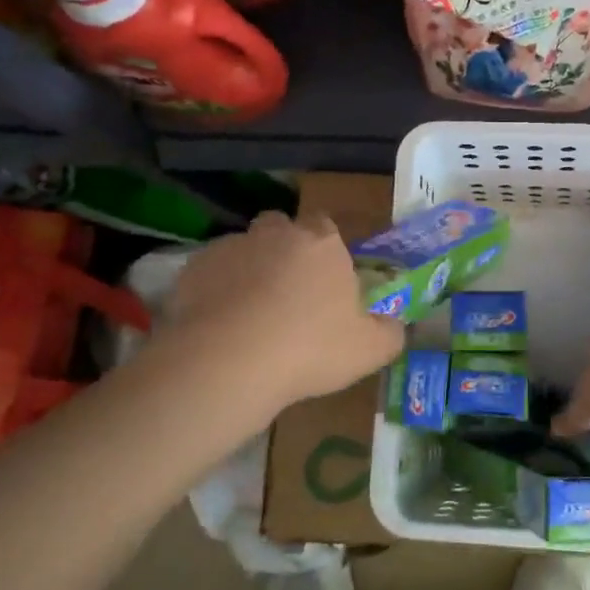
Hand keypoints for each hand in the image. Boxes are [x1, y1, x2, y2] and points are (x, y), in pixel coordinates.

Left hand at [165, 211, 404, 408]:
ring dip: (249, 270)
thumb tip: (396, 325)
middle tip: (287, 294)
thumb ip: (390, 332)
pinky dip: (216, 291)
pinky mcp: (193, 269)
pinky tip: (219, 325)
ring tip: (249, 315)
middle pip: (280, 228)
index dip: (325, 250)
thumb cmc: (309, 349)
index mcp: (322, 244)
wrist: (227, 363)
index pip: (325, 225)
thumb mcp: (370, 350)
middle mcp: (276, 234)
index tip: (324, 280)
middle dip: (283, 250)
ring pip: (244, 249)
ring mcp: (231, 247)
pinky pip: (210, 274)